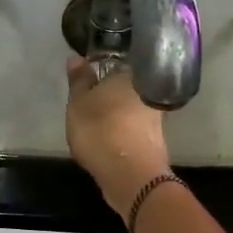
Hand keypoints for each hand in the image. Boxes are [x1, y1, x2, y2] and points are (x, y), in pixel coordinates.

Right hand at [65, 57, 172, 218]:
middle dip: (111, 92)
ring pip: (132, 106)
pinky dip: (124, 129)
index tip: (88, 78)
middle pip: (126, 85)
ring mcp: (155, 115)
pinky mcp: (156, 138)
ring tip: (97, 122)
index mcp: (130, 73)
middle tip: (90, 102)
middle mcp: (148, 89)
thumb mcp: (78, 103)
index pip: (116, 61)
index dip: (101, 68)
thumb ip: (78, 81)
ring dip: (118, 112)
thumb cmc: (99, 130)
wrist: (130, 174)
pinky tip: (110, 137)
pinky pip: (135, 126)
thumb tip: (76, 58)